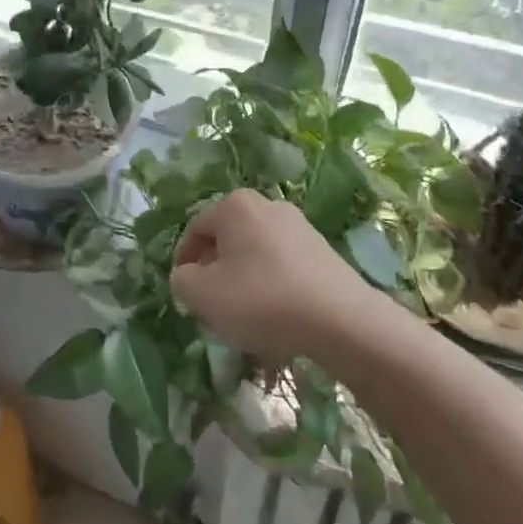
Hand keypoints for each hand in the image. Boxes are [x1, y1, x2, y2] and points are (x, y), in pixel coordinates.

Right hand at [169, 190, 365, 364]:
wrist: (340, 319)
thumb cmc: (262, 299)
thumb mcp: (204, 295)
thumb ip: (182, 281)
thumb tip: (188, 275)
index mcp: (234, 205)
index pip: (195, 230)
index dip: (184, 262)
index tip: (186, 293)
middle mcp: (266, 204)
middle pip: (227, 238)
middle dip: (215, 270)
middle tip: (213, 304)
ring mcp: (298, 225)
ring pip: (255, 251)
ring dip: (244, 278)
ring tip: (246, 314)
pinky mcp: (322, 248)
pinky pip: (282, 263)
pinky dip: (272, 284)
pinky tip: (277, 314)